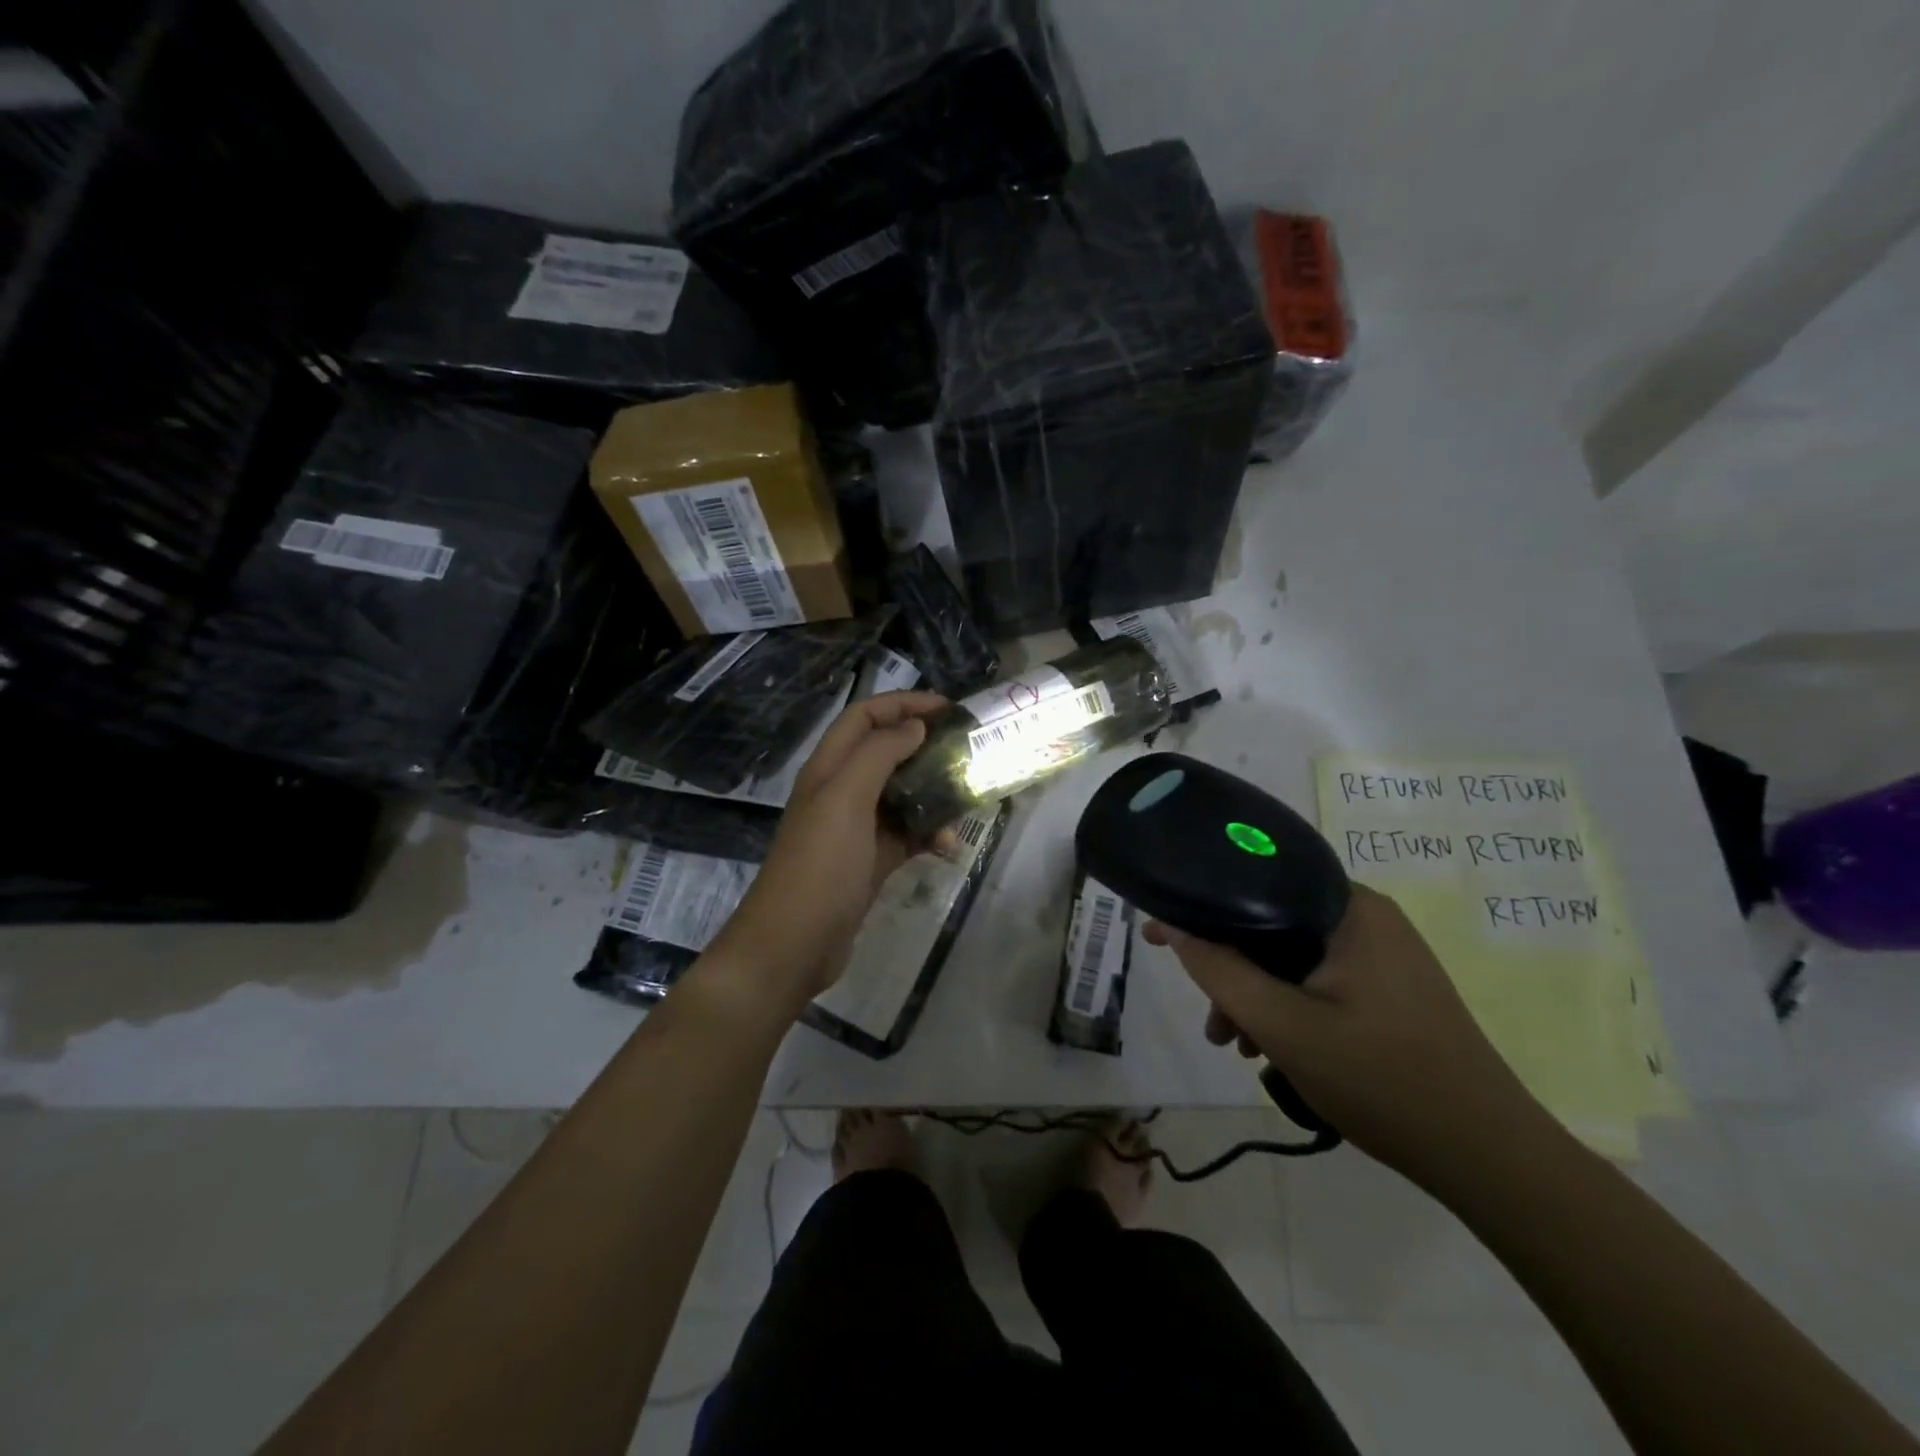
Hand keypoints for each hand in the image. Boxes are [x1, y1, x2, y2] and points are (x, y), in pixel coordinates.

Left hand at [714, 690, 948, 1007]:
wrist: (794, 943)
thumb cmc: (820, 864)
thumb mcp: (846, 798)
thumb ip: (879, 754)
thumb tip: (914, 725)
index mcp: (829, 768)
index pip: (864, 717)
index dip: (902, 704)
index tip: (947, 708)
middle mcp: (841, 792)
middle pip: (885, 752)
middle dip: (924, 745)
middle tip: (965, 748)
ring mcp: (856, 829)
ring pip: (901, 794)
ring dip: (933, 792)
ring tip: (967, 796)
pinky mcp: (870, 861)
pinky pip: (906, 835)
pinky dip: (929, 835)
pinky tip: (949, 845)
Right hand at [1144, 885, 1549, 1188]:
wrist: (1490, 1158)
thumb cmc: (1383, 1080)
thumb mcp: (1283, 1026)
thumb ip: (1219, 970)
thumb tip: (1171, 925)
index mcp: (1349, 907)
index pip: (1256, 881)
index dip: (1202, 907)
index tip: (1159, 935)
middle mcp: (1367, 917)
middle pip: (1271, 923)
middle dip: (1230, 968)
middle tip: (1210, 1018)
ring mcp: (1384, 953)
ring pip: (1292, 955)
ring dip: (1256, 992)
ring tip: (1235, 1045)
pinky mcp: (1390, 986)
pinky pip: (1318, 977)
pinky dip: (1288, 1004)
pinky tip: (1272, 1047)